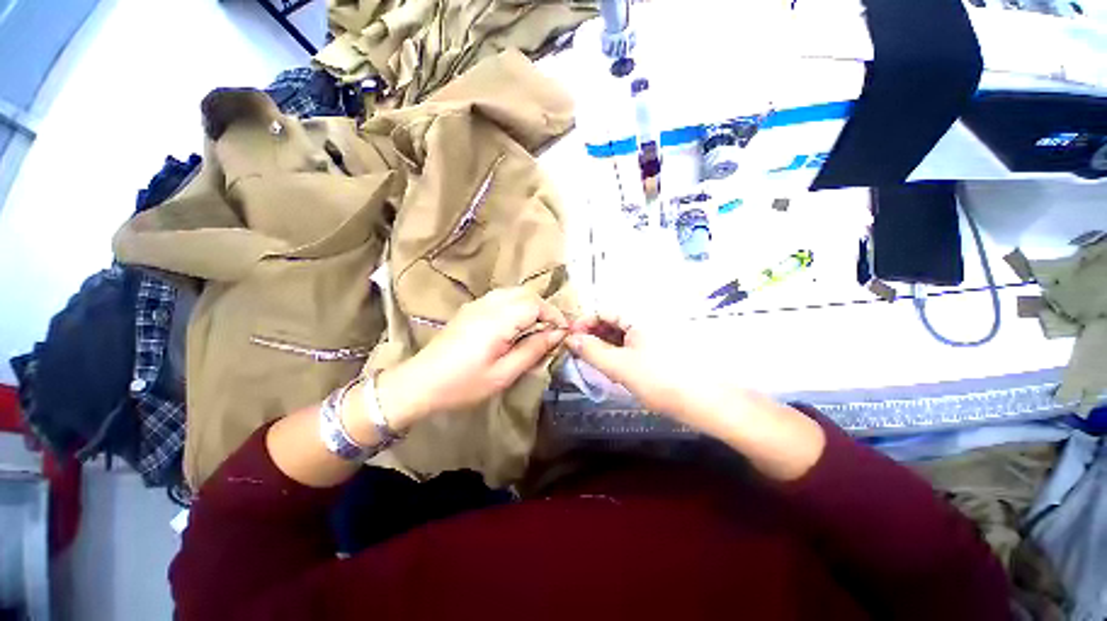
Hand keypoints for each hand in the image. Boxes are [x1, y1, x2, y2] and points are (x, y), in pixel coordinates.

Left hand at [378, 288, 567, 427]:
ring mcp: (477, 304)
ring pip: (514, 292)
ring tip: (537, 327)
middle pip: (526, 293)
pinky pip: (501, 297)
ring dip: (530, 305)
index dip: (554, 315)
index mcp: (498, 320)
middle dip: (544, 308)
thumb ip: (533, 350)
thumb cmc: (463, 384)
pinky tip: (516, 324)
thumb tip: (557, 335)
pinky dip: (516, 305)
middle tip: (552, 330)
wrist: (420, 383)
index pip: (535, 304)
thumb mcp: (504, 373)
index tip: (563, 332)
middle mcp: (488, 304)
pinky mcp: (470, 309)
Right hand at [566, 314, 826, 480]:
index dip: (584, 323)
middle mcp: (646, 322)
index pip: (603, 311)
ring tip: (592, 362)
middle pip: (611, 322)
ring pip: (620, 335)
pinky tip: (612, 367)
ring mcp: (653, 337)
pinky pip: (631, 347)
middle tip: (578, 353)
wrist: (708, 403)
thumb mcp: (620, 366)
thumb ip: (592, 351)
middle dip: (593, 335)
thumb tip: (570, 338)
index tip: (569, 339)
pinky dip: (617, 354)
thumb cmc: (661, 380)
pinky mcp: (658, 351)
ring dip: (604, 345)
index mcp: (638, 317)